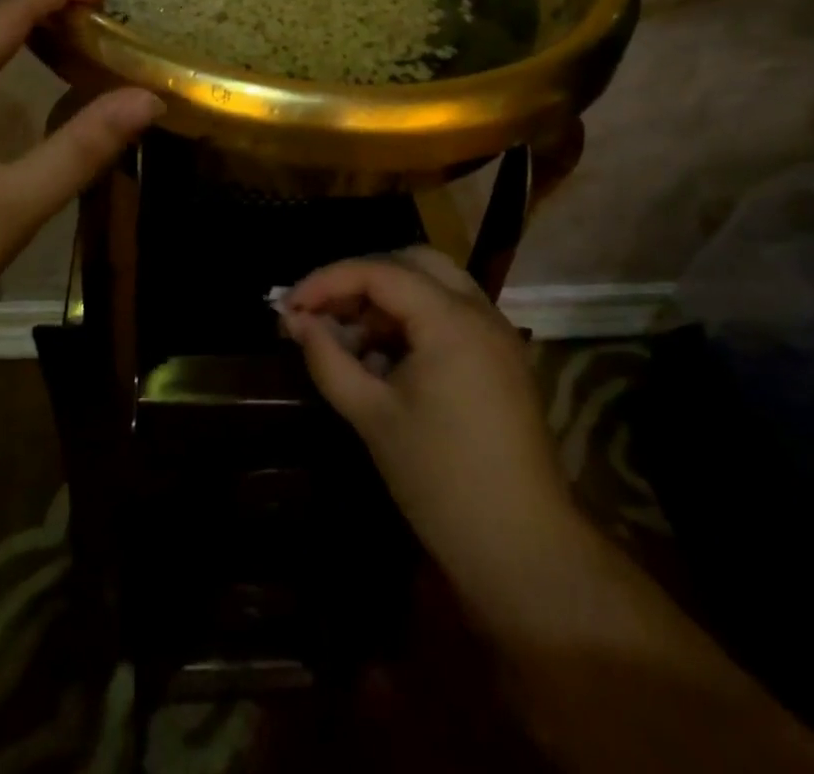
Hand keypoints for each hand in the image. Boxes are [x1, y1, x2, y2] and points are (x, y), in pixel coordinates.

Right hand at [282, 247, 577, 622]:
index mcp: (451, 320)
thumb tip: (295, 320)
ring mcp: (497, 333)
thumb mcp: (372, 415)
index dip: (328, 280)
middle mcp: (480, 311)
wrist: (523, 550)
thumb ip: (328, 358)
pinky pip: (450, 313)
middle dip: (360, 279)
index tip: (290, 304)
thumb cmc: (441, 481)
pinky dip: (413, 320)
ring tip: (348, 337)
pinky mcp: (501, 358)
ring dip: (387, 299)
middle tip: (323, 311)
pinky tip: (384, 358)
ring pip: (433, 285)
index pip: (379, 271)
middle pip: (411, 262)